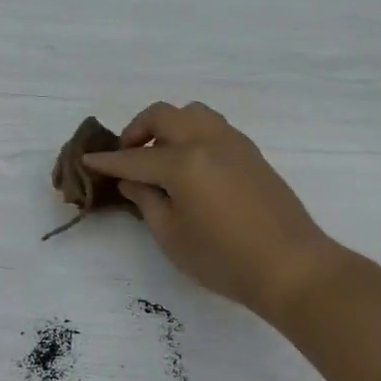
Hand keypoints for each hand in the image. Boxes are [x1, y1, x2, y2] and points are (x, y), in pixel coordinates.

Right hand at [81, 102, 347, 323]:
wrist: (292, 267)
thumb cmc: (224, 258)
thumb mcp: (172, 235)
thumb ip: (146, 201)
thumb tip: (133, 180)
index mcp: (184, 162)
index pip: (135, 157)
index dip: (108, 161)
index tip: (88, 160)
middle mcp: (207, 141)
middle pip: (164, 115)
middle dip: (137, 130)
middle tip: (127, 154)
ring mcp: (234, 143)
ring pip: (193, 113)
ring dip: (169, 126)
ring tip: (160, 155)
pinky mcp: (251, 154)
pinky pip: (213, 127)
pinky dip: (192, 134)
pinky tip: (189, 165)